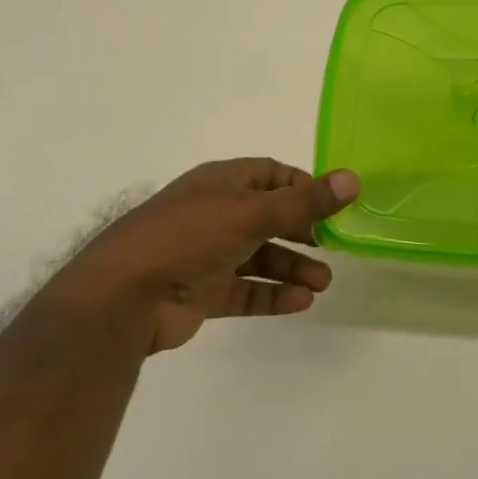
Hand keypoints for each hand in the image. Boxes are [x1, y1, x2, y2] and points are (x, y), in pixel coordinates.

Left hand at [62, 158, 357, 354]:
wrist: (123, 297)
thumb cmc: (190, 236)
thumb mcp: (252, 212)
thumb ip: (305, 201)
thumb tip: (354, 179)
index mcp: (222, 182)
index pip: (272, 175)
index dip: (304, 187)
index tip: (333, 205)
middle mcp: (216, 213)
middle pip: (269, 217)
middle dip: (303, 232)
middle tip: (334, 247)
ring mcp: (207, 254)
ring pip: (260, 257)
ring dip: (292, 268)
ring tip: (323, 284)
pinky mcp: (201, 293)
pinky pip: (245, 290)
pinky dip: (272, 295)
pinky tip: (300, 303)